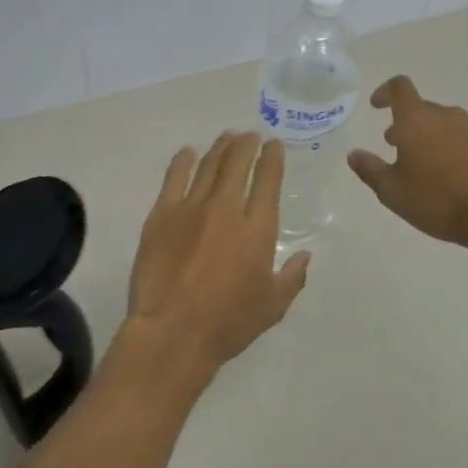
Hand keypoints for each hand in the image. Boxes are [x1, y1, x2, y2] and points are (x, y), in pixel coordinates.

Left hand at [123, 132, 311, 390]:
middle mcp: (226, 209)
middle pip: (237, 164)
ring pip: (209, 166)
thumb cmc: (227, 323)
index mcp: (257, 228)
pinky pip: (174, 178)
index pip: (268, 180)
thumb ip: (292, 277)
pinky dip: (183, 161)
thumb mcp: (272, 306)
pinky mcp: (162, 215)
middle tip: (250, 135)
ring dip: (220, 148)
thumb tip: (305, 255)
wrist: (173, 332)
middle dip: (246, 144)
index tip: (273, 145)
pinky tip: (188, 152)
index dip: (272, 158)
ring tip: (227, 137)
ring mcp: (191, 208)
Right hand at [348, 76, 467, 252]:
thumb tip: (354, 154)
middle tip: (394, 145)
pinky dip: (450, 150)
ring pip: (443, 125)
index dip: (385, 91)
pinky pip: (463, 141)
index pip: (400, 88)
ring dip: (428, 137)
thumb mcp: (392, 191)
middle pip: (422, 109)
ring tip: (421, 165)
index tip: (376, 105)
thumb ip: (370, 170)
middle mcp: (446, 117)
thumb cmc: (437, 200)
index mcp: (417, 120)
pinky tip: (449, 178)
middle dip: (405, 123)